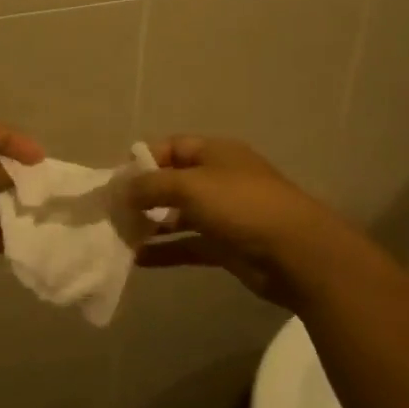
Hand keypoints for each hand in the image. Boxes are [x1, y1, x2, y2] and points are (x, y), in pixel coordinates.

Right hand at [121, 136, 344, 309]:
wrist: (296, 253)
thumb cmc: (241, 205)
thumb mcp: (190, 186)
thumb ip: (150, 185)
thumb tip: (120, 190)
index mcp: (215, 153)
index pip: (170, 147)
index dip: (141, 161)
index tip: (114, 182)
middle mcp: (218, 179)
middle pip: (172, 182)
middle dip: (141, 196)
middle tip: (112, 213)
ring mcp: (223, 214)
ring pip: (177, 216)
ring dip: (150, 225)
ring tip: (119, 237)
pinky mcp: (226, 246)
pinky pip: (188, 244)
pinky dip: (165, 250)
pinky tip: (137, 260)